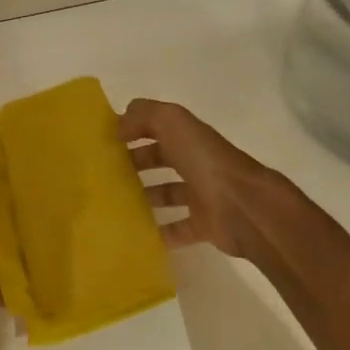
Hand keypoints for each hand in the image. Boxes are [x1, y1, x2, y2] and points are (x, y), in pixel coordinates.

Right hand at [119, 97, 278, 258]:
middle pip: (162, 159)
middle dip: (136, 163)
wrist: (245, 207)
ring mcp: (202, 196)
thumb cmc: (206, 163)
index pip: (158, 128)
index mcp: (191, 138)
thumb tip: (119, 124)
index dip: (134, 130)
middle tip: (104, 173)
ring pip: (167, 194)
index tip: (106, 141)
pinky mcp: (204, 226)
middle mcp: (198, 163)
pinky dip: (158, 233)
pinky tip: (134, 234)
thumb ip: (145, 115)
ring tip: (113, 202)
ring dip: (145, 197)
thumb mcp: (173, 123)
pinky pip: (176, 230)